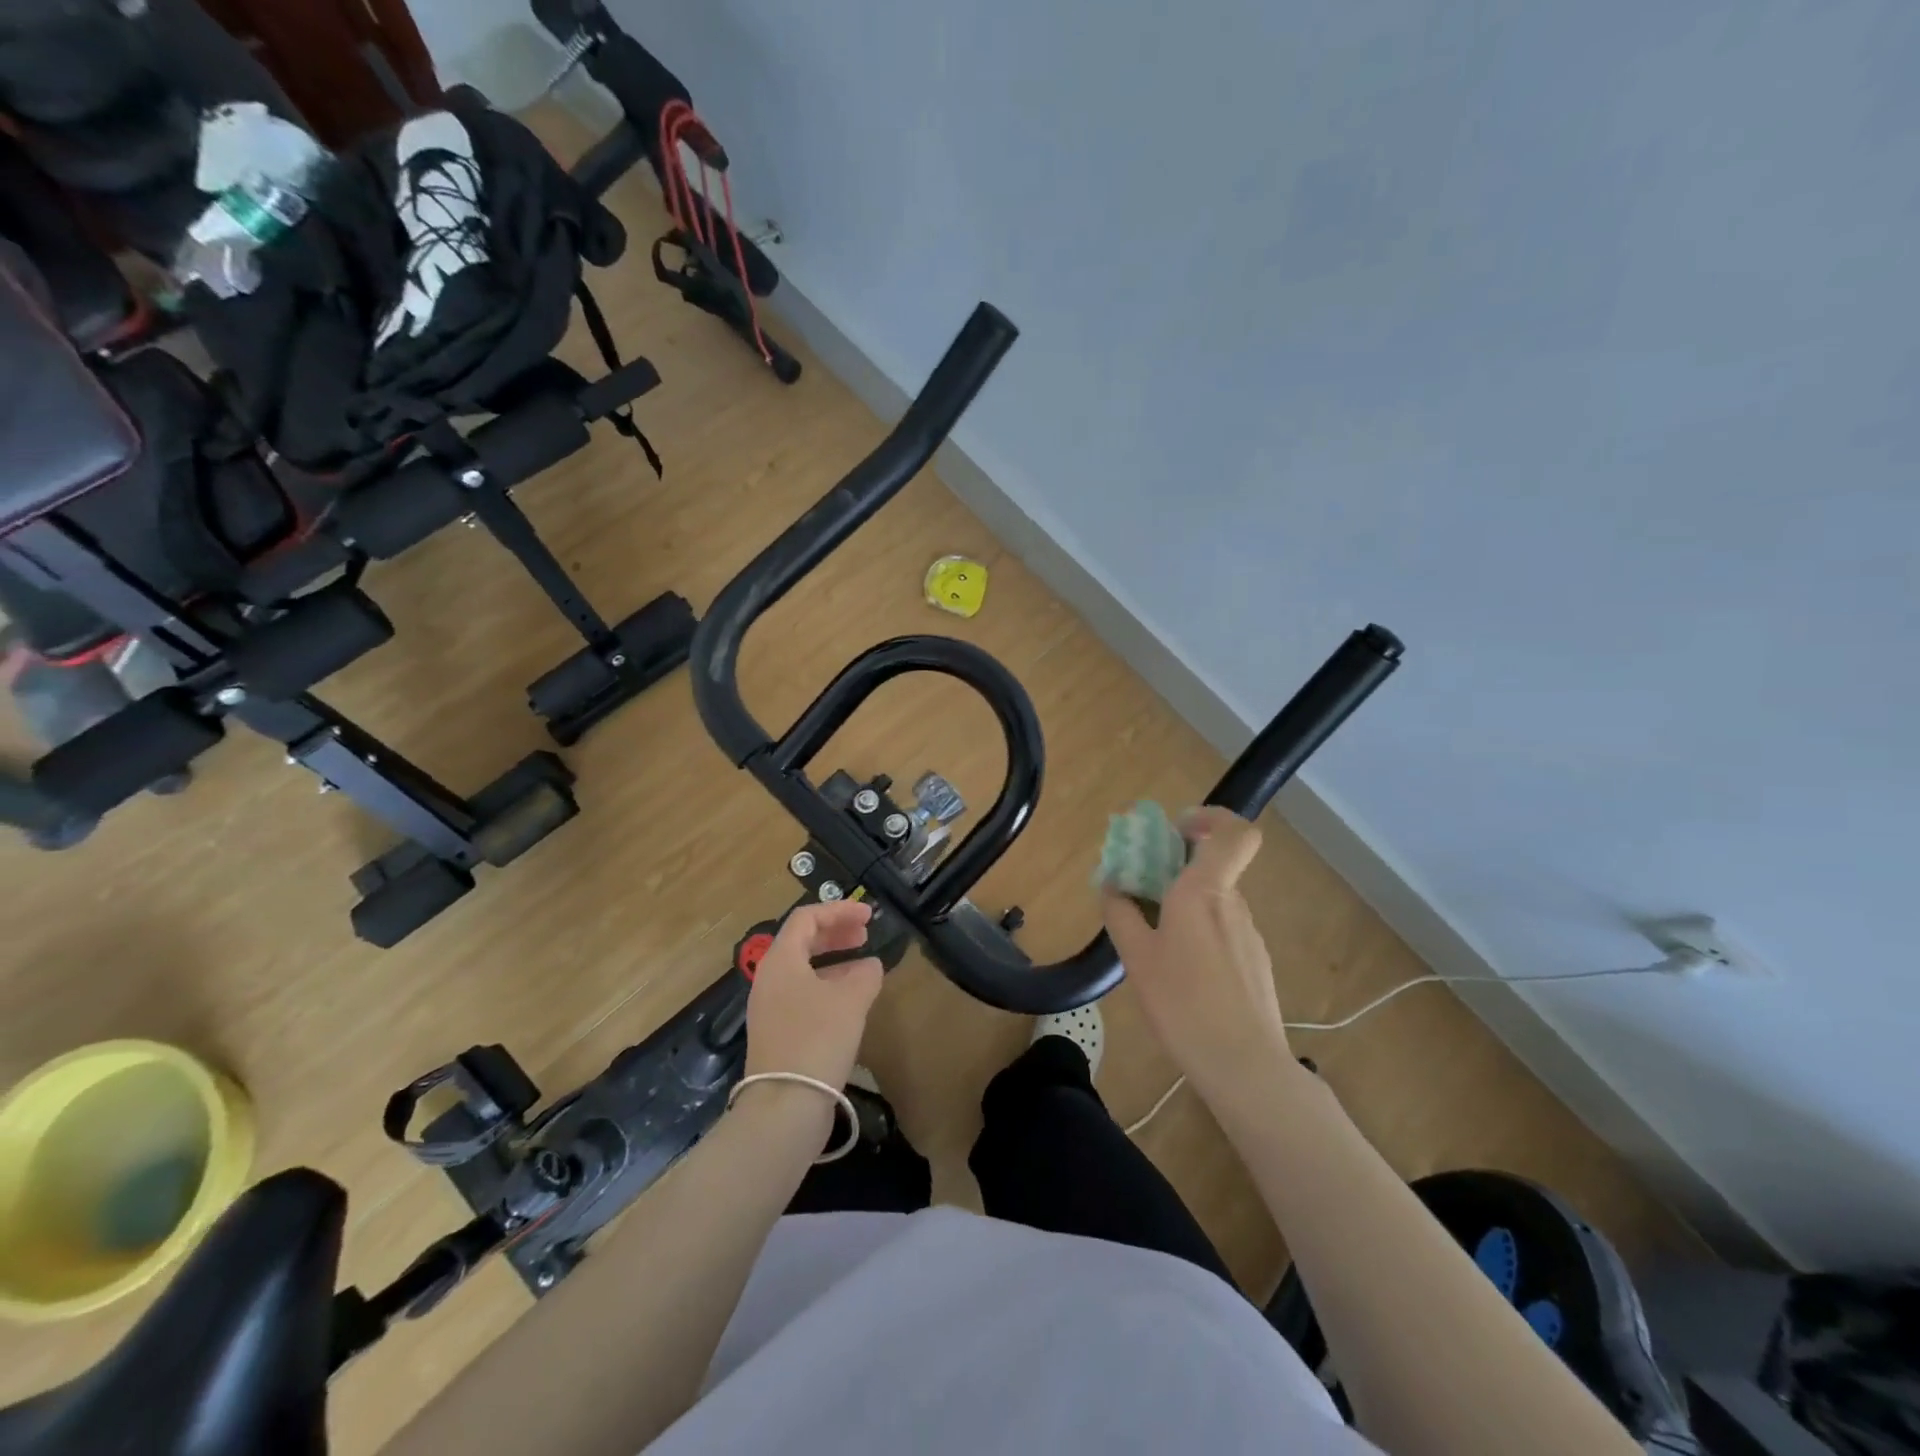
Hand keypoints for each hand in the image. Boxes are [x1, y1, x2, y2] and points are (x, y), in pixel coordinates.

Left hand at [744, 900, 884, 1088]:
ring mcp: (771, 1007)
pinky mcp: (778, 1033)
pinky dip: (829, 986)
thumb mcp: (851, 999)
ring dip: (835, 961)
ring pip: (804, 969)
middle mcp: (770, 979)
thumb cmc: (817, 1038)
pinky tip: (852, 1000)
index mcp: (781, 960)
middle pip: (802, 941)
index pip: (807, 918)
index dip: (839, 910)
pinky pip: (804, 994)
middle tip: (866, 933)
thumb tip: (870, 966)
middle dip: (836, 933)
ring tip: (865, 966)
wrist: (785, 1105)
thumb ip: (865, 974)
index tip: (869, 914)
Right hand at [1102, 806, 1292, 1105]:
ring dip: (1186, 907)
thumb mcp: (1137, 958)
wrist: (1244, 1067)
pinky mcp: (1256, 964)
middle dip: (1177, 870)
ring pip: (1215, 903)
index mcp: (1205, 892)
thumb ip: (1121, 915)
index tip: (1177, 830)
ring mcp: (1250, 935)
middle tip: (1141, 892)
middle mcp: (1233, 905)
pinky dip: (1200, 935)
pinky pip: (1224, 932)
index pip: (1235, 833)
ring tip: (1154, 943)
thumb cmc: (1183, 1004)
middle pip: (1212, 868)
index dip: (1211, 819)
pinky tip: (1182, 975)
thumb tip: (1112, 888)